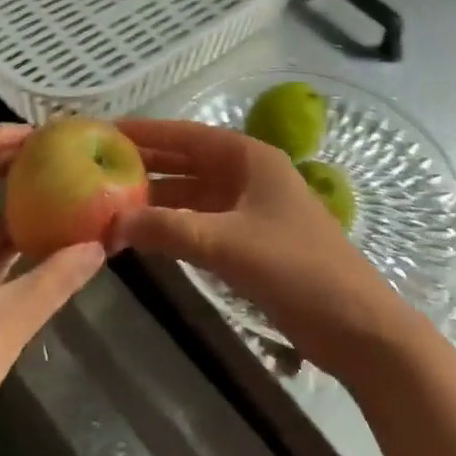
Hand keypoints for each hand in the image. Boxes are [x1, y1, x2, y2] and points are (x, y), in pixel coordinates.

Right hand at [116, 119, 416, 374]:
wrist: (357, 326)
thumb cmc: (297, 269)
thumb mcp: (228, 245)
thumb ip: (170, 230)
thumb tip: (112, 223)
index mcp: (250, 157)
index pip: (188, 135)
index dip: (148, 132)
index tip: (107, 130)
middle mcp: (249, 174)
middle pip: (189, 161)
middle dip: (147, 163)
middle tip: (97, 165)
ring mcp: (252, 208)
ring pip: (194, 193)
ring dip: (158, 198)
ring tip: (110, 201)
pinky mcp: (252, 240)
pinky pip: (203, 221)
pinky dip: (175, 224)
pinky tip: (145, 233)